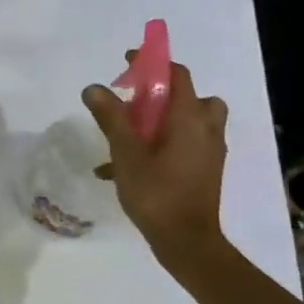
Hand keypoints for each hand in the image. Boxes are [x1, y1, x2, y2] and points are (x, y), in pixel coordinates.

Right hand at [83, 58, 229, 267]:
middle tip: (132, 102)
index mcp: (189, 118)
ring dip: (162, 120)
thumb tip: (94, 88)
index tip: (127, 63)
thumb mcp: (126, 154)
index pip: (177, 75)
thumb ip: (111, 118)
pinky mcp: (205, 170)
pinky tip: (127, 167)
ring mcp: (209, 151)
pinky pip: (185, 144)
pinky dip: (162, 144)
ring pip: (189, 122)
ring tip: (130, 135)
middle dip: (161, 94)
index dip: (153, 63)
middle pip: (190, 96)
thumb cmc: (156, 193)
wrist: (186, 241)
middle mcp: (207, 129)